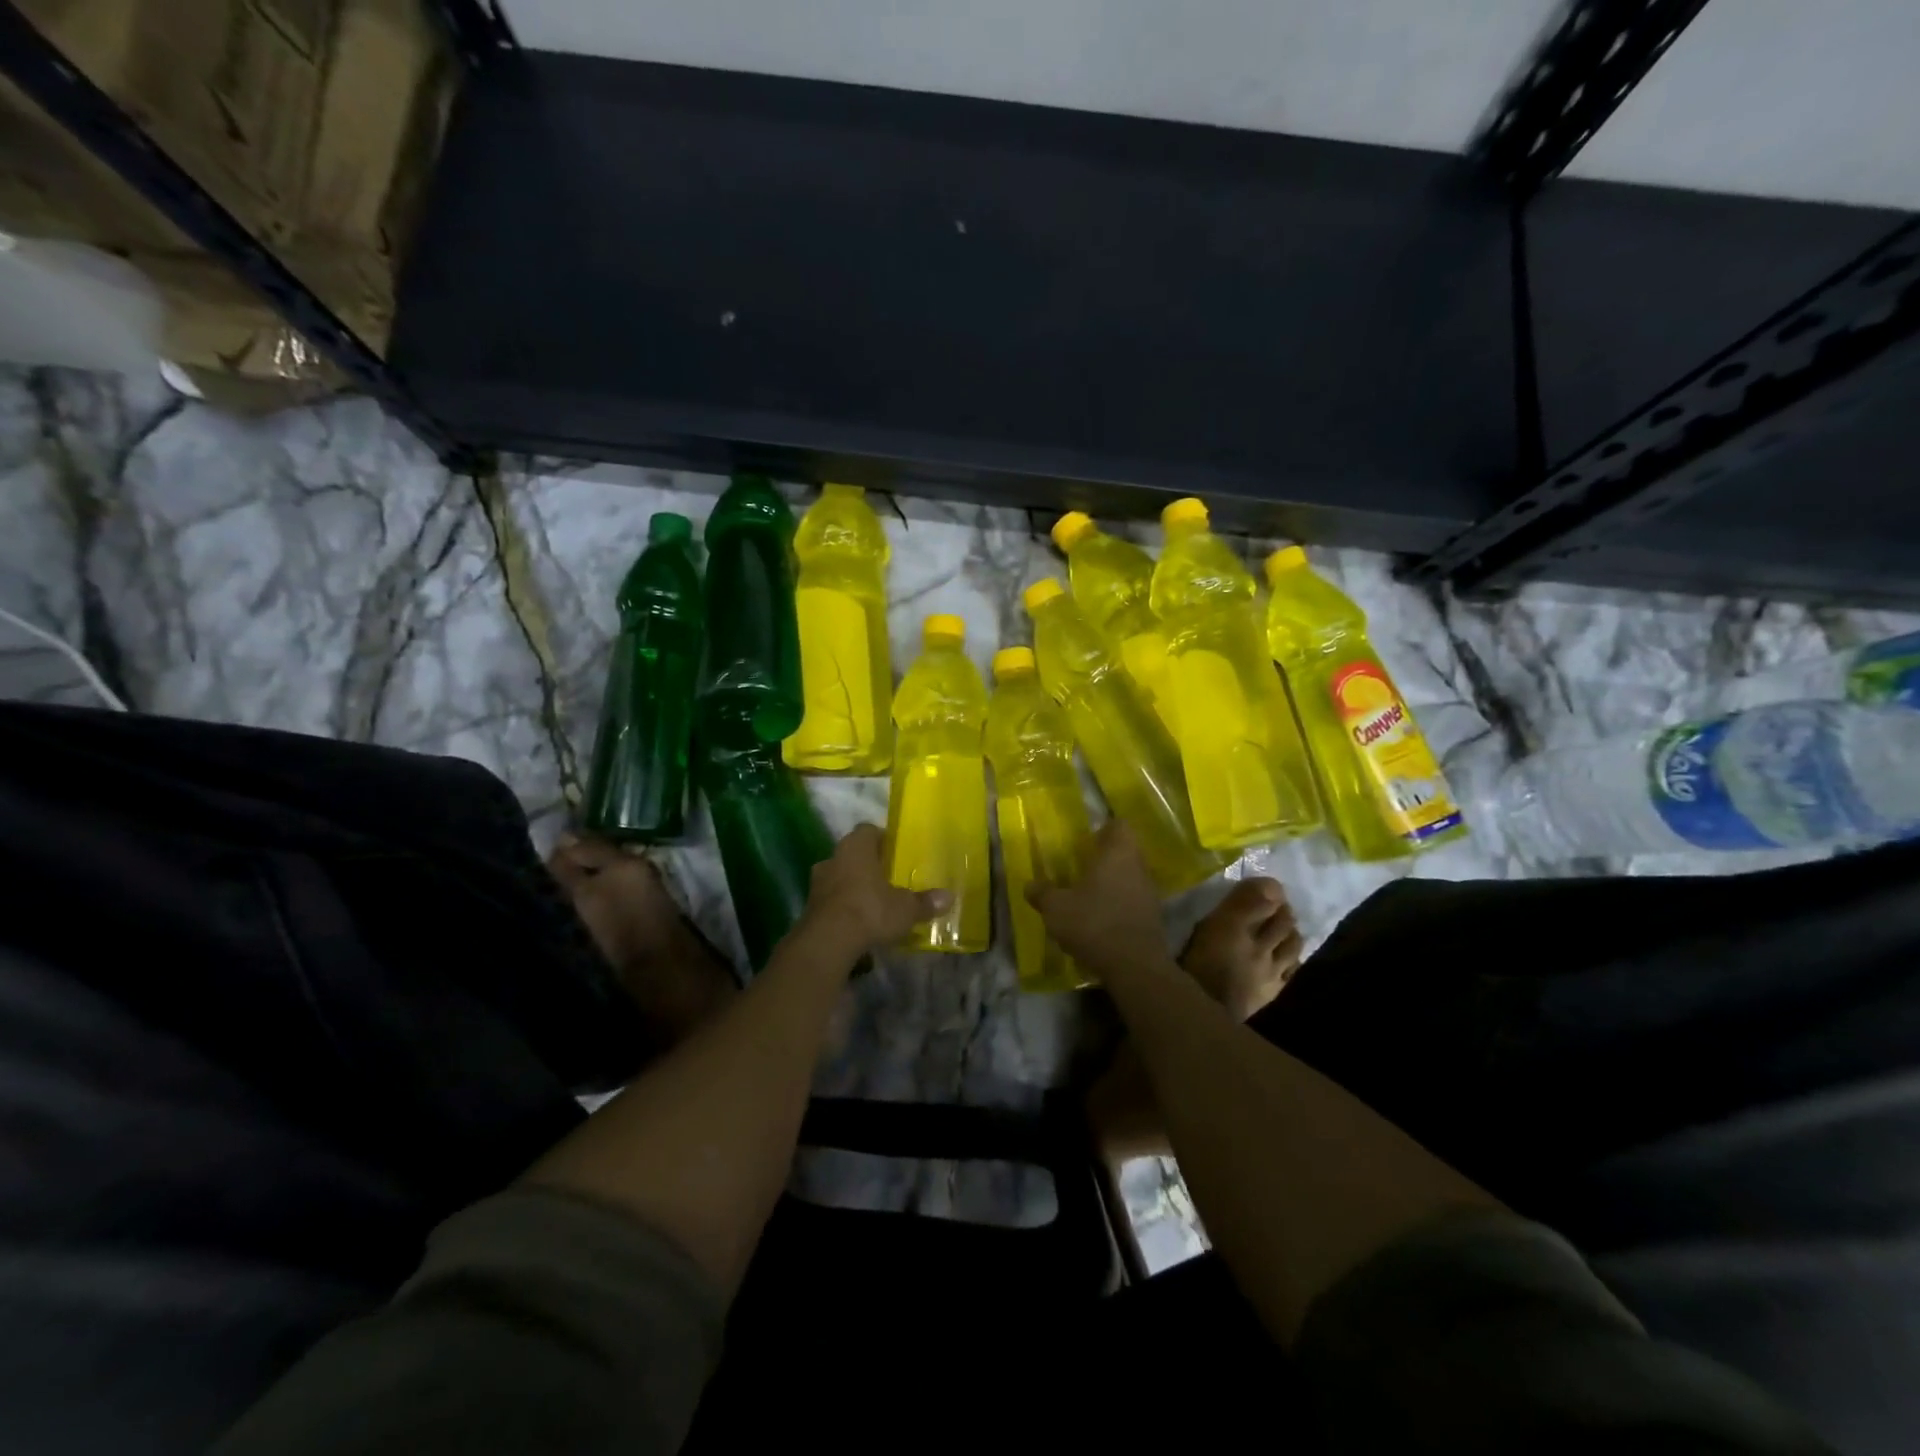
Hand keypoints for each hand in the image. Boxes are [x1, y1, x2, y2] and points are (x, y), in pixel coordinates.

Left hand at [799, 824, 950, 955]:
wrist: (827, 942)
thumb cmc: (870, 910)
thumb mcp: (905, 908)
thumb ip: (924, 902)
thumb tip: (949, 897)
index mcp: (856, 847)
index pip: (868, 830)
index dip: (882, 838)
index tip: (895, 851)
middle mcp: (833, 857)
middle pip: (852, 854)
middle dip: (867, 864)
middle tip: (886, 878)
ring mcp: (817, 883)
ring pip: (839, 876)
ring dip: (852, 886)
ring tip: (872, 902)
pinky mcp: (809, 907)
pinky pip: (830, 900)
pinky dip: (842, 907)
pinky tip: (856, 922)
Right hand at [1026, 820, 1167, 970]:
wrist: (1135, 966)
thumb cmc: (1094, 923)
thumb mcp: (1056, 908)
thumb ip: (1042, 893)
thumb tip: (1030, 884)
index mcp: (1117, 853)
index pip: (1119, 825)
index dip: (1104, 829)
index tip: (1086, 840)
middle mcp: (1138, 866)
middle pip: (1126, 851)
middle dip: (1106, 857)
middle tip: (1082, 867)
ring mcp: (1150, 892)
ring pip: (1131, 876)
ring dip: (1113, 882)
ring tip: (1089, 895)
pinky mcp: (1154, 917)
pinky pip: (1134, 900)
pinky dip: (1120, 904)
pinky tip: (1101, 919)